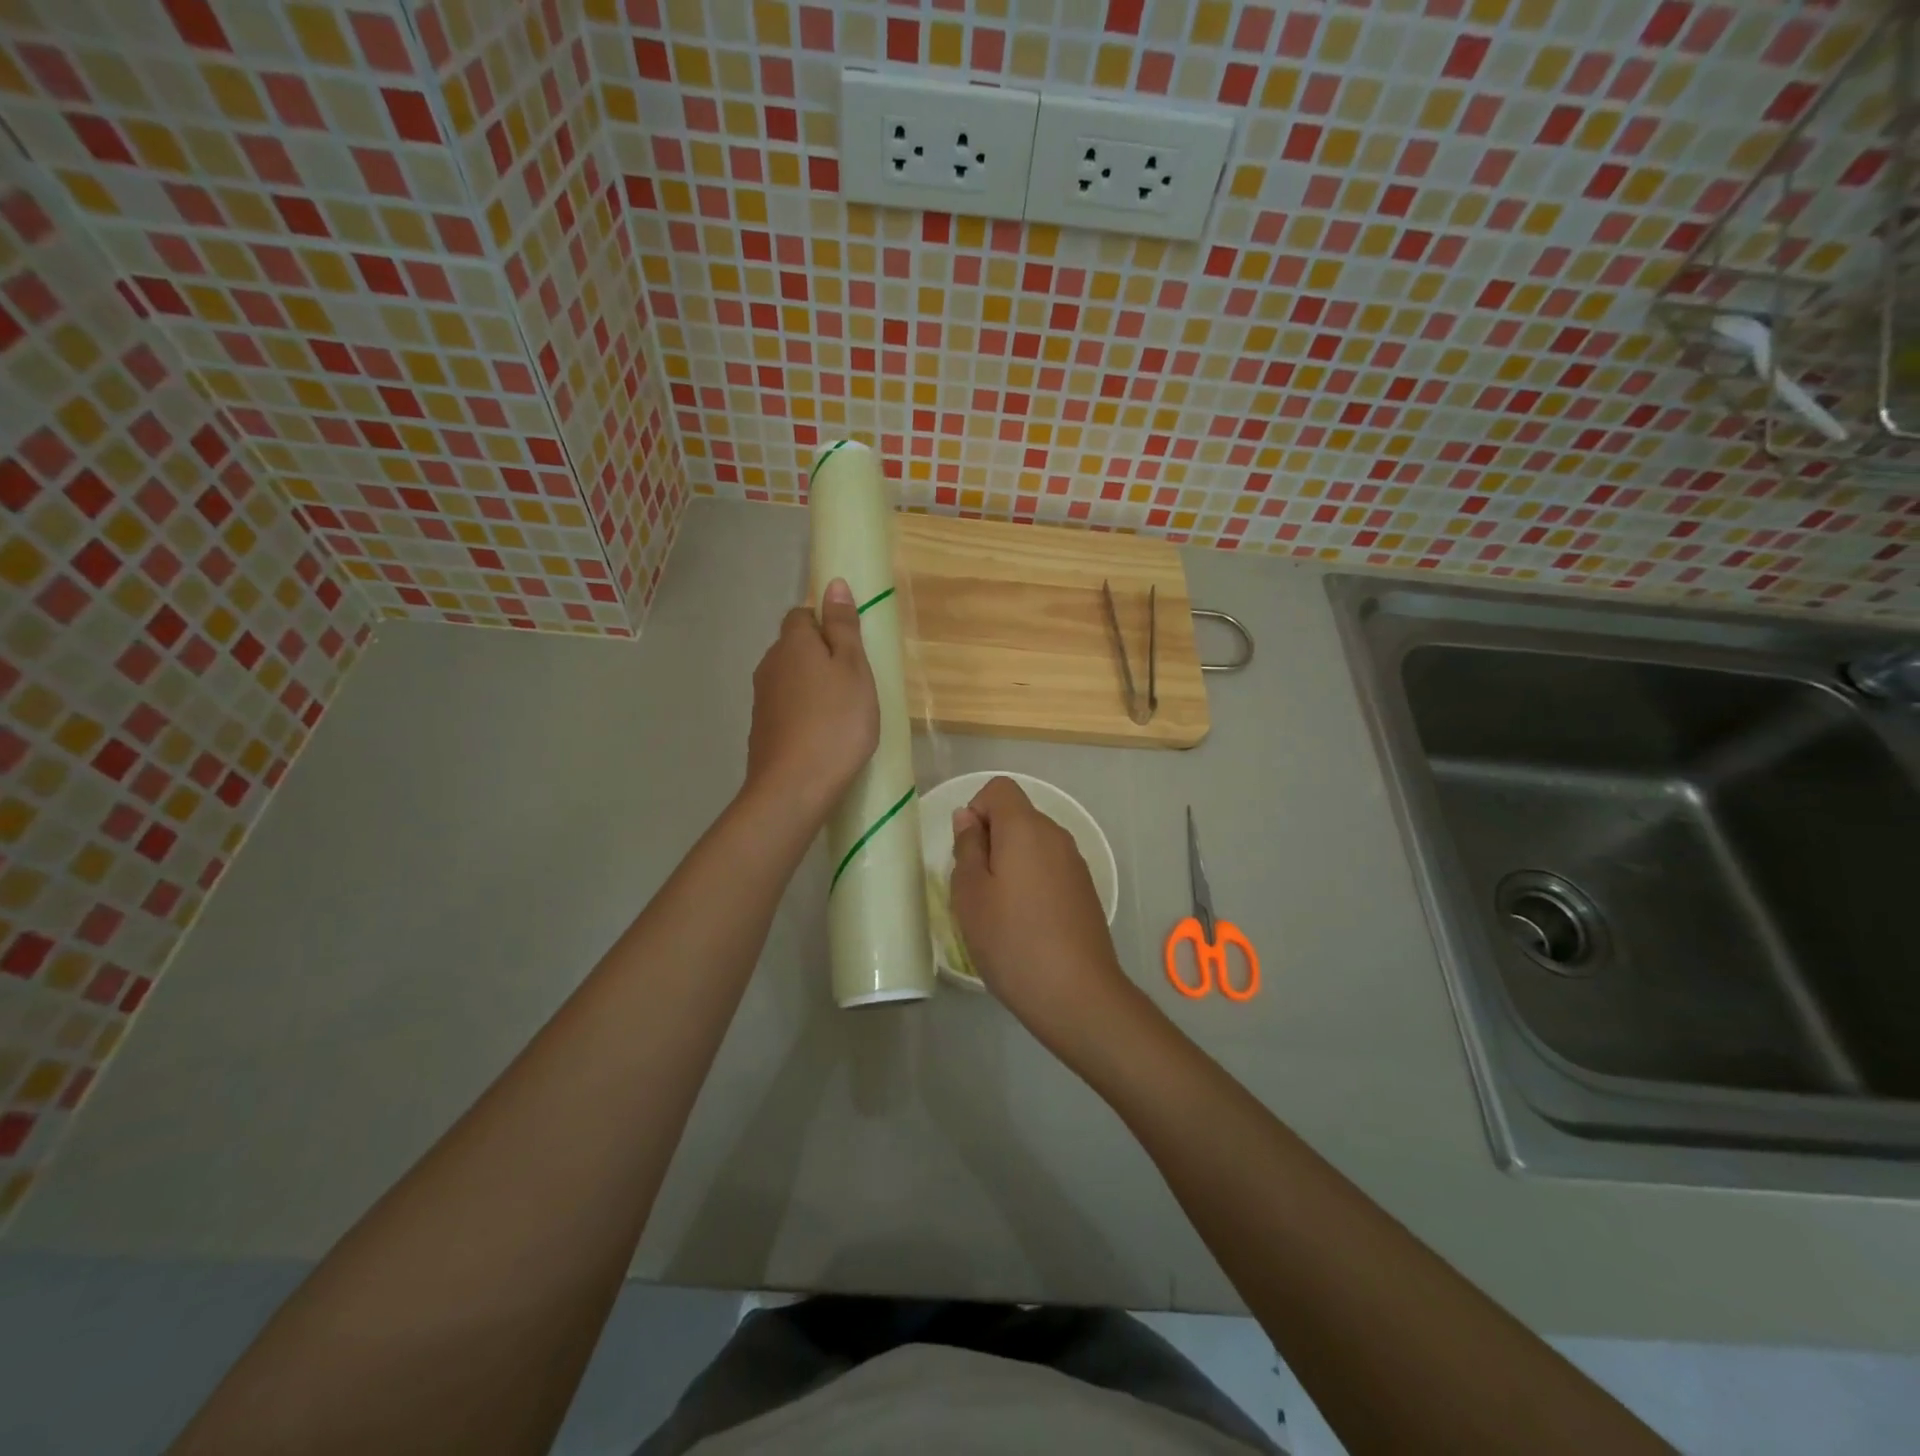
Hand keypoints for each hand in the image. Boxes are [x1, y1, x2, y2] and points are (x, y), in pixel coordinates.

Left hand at [743, 579, 878, 826]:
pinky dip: (803, 713)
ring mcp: (761, 700)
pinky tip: (823, 735)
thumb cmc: (835, 722)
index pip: (802, 615)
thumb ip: (844, 627)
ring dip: (812, 687)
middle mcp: (769, 665)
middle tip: (854, 681)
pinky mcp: (761, 731)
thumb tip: (834, 584)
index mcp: (792, 643)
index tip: (851, 647)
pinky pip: (786, 709)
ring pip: (790, 680)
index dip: (826, 624)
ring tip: (842, 712)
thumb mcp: (853, 669)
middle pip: (794, 648)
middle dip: (820, 657)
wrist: (794, 786)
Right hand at [950, 776, 1135, 1049]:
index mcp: (1026, 828)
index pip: (999, 789)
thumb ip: (967, 847)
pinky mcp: (1085, 890)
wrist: (1076, 993)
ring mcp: (1075, 863)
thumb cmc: (1012, 940)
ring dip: (1010, 863)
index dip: (976, 810)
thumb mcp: (971, 893)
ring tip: (999, 910)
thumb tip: (968, 817)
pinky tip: (1026, 924)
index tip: (967, 852)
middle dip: (991, 840)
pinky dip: (1032, 881)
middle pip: (1017, 816)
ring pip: (1033, 844)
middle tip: (976, 888)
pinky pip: (1050, 868)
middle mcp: (1056, 835)